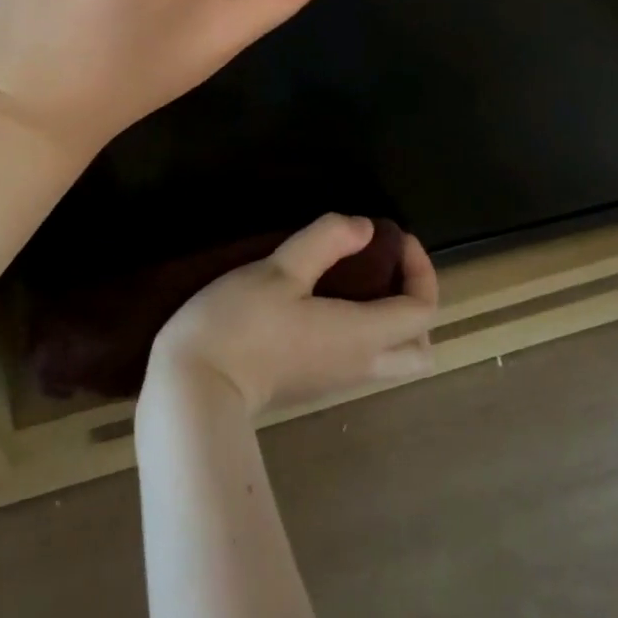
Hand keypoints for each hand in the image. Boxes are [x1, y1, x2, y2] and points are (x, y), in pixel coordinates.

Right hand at [145, 215, 439, 416]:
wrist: (195, 389)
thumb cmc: (239, 324)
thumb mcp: (280, 270)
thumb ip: (326, 242)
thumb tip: (365, 227)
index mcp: (362, 335)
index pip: (423, 310)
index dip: (421, 269)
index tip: (394, 238)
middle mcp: (360, 364)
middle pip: (421, 349)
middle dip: (416, 305)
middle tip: (388, 270)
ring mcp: (337, 380)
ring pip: (393, 358)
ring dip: (392, 320)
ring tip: (359, 280)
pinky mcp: (314, 384)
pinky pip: (363, 360)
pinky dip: (367, 332)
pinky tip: (329, 302)